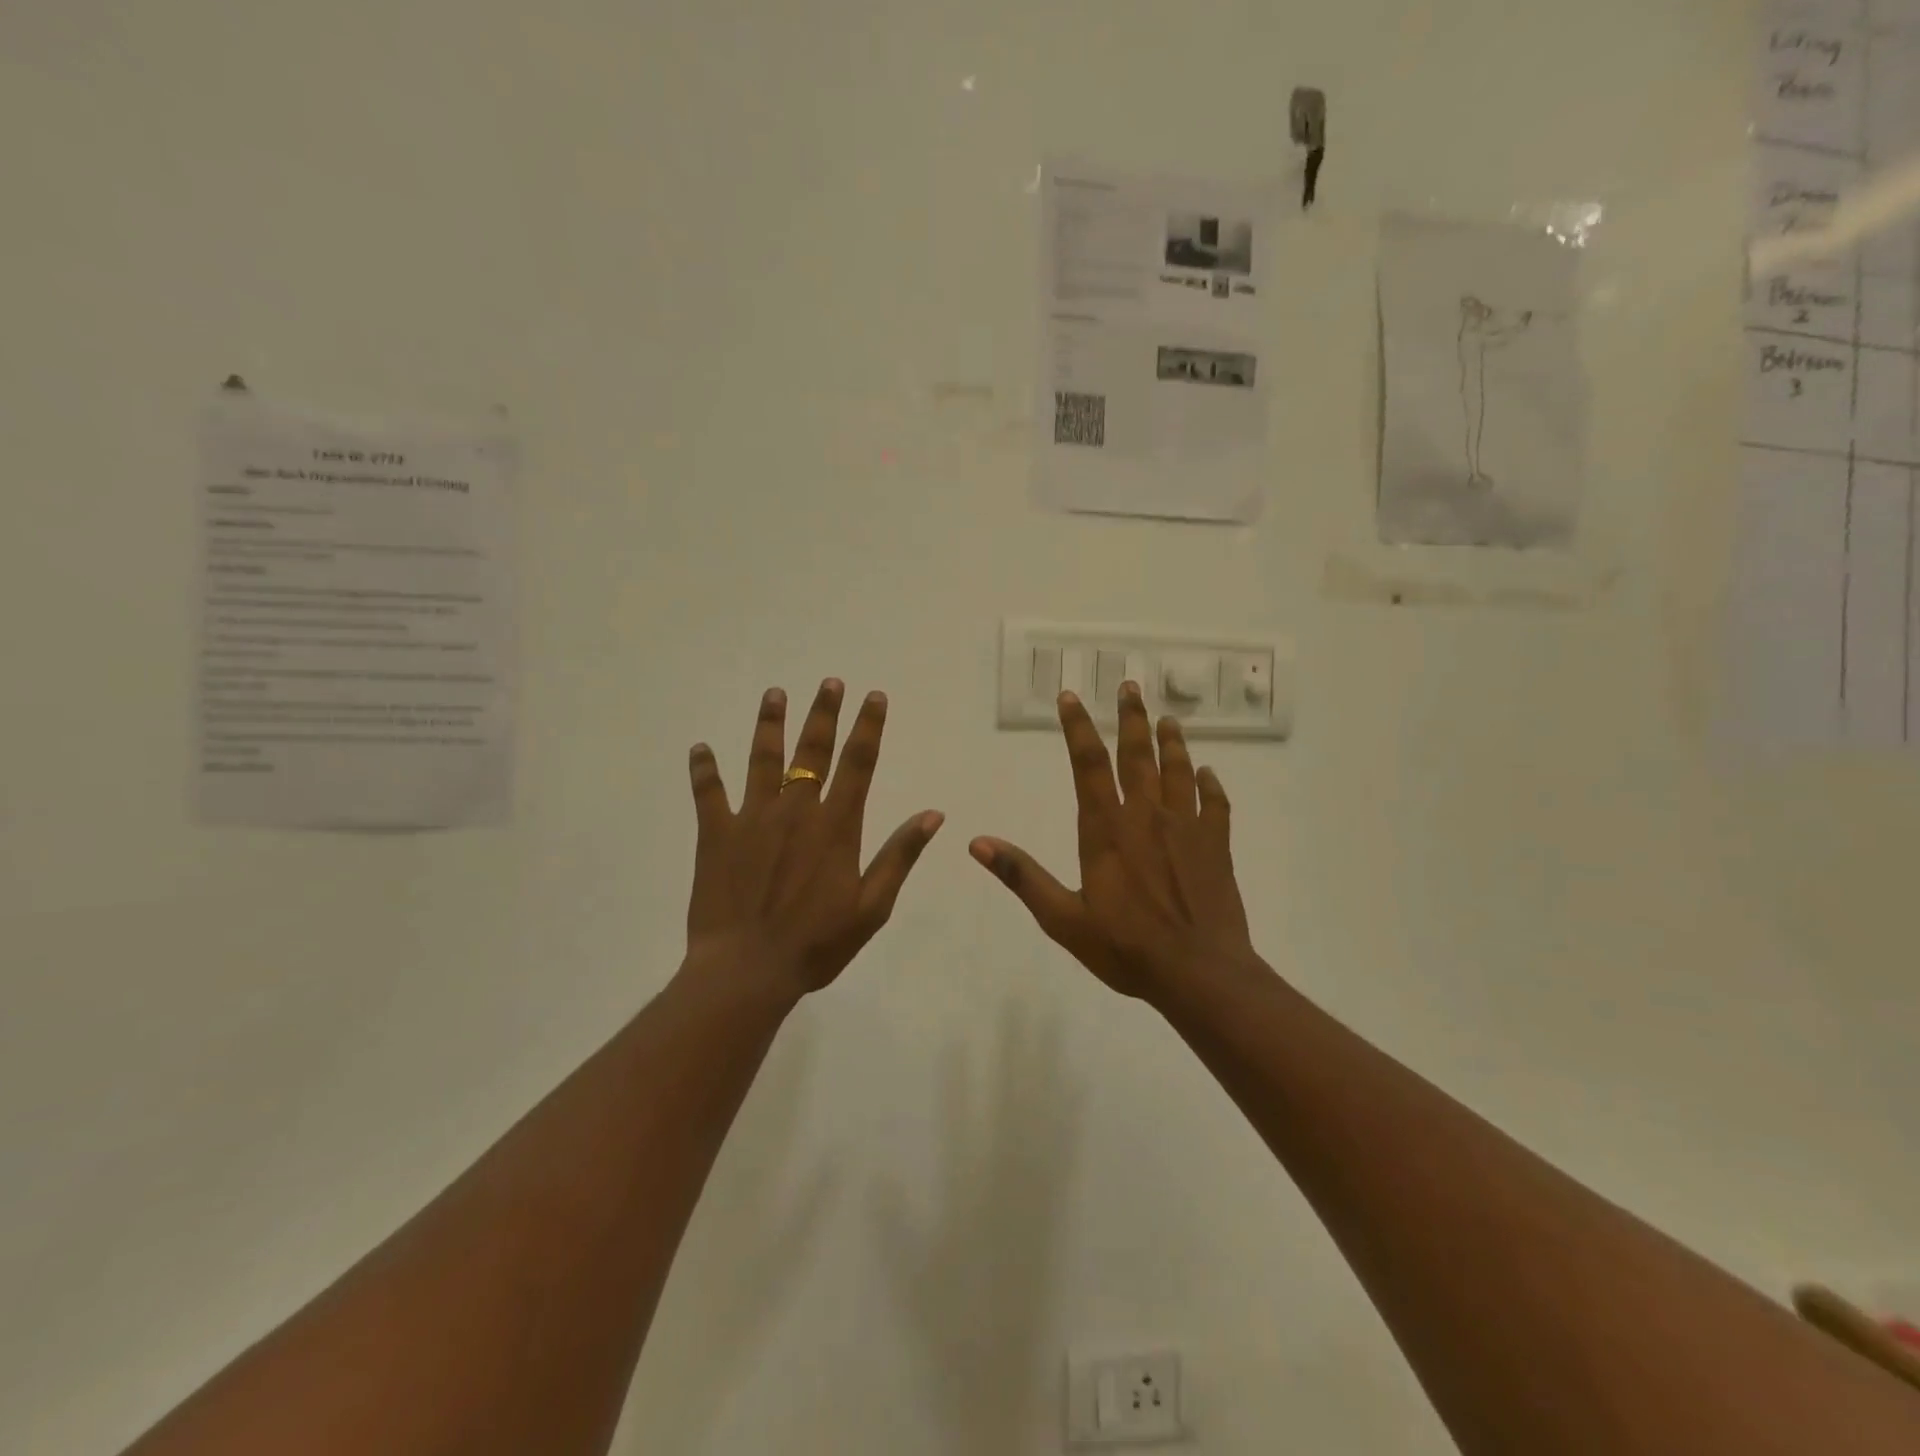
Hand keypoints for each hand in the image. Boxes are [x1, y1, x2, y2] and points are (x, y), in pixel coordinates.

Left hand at [685, 680, 942, 995]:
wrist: (748, 971)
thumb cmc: (817, 944)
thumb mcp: (873, 906)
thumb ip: (899, 855)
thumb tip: (934, 814)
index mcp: (836, 826)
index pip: (858, 763)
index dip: (868, 727)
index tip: (873, 697)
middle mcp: (796, 810)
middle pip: (813, 750)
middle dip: (823, 713)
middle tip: (829, 682)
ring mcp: (752, 818)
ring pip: (763, 759)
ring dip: (769, 725)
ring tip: (774, 694)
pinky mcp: (716, 835)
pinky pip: (708, 794)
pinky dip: (703, 770)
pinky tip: (699, 748)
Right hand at [969, 683, 1259, 1001]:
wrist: (1199, 973)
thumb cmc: (1126, 947)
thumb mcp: (1062, 918)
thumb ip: (1022, 876)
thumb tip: (977, 843)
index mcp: (1106, 829)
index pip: (1087, 764)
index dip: (1077, 727)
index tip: (1071, 696)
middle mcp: (1146, 816)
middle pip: (1137, 754)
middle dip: (1131, 717)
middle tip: (1130, 685)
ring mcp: (1186, 827)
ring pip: (1178, 770)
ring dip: (1172, 742)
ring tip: (1168, 718)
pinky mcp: (1216, 845)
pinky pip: (1215, 804)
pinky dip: (1211, 784)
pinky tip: (1210, 773)